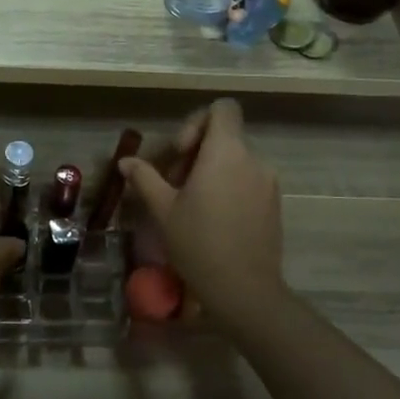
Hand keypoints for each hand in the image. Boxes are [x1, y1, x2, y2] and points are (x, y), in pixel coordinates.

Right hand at [119, 99, 284, 323]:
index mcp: (226, 152)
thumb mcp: (163, 209)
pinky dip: (229, 187)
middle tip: (175, 183)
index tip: (180, 153)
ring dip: (212, 171)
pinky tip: (212, 219)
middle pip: (225, 135)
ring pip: (236, 160)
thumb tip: (125, 162)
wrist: (245, 290)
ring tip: (191, 203)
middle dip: (197, 152)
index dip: (197, 122)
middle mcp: (253, 159)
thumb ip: (145, 178)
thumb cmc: (198, 243)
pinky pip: (248, 180)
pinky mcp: (274, 204)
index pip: (223, 108)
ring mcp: (268, 182)